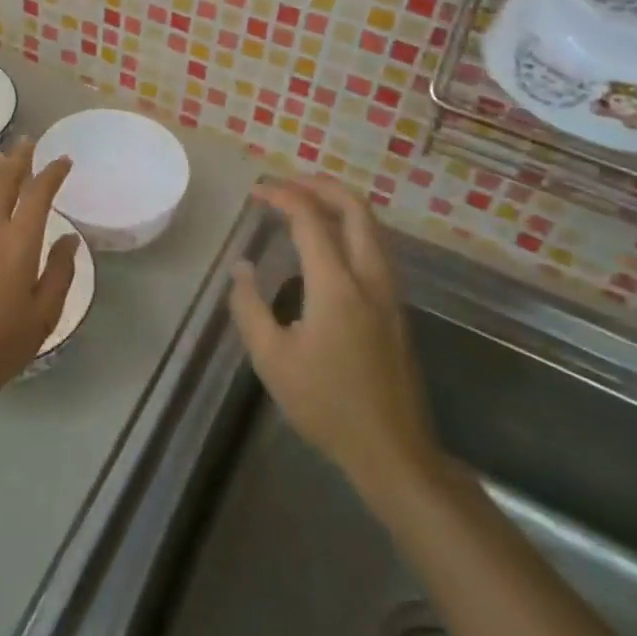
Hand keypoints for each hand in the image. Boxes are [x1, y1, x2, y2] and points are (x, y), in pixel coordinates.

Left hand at [0, 139, 78, 402]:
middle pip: (3, 180)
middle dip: (18, 158)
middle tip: (28, 142)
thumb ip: (60, 272)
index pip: (38, 193)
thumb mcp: (43, 315)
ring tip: (5, 158)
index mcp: (19, 241)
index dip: (52, 172)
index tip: (63, 161)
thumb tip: (70, 238)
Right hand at [228, 176, 442, 499]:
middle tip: (285, 185)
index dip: (283, 195)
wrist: (392, 450)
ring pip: (371, 225)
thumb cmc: (326, 405)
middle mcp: (369, 277)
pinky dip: (349, 226)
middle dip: (319, 185)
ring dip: (338, 203)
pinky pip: (375, 246)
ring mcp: (389, 291)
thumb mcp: (271, 359)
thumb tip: (242, 267)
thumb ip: (250, 306)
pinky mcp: (395, 306)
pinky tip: (326, 243)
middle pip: (355, 207)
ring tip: (303, 204)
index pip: (311, 219)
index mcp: (336, 285)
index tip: (257, 192)